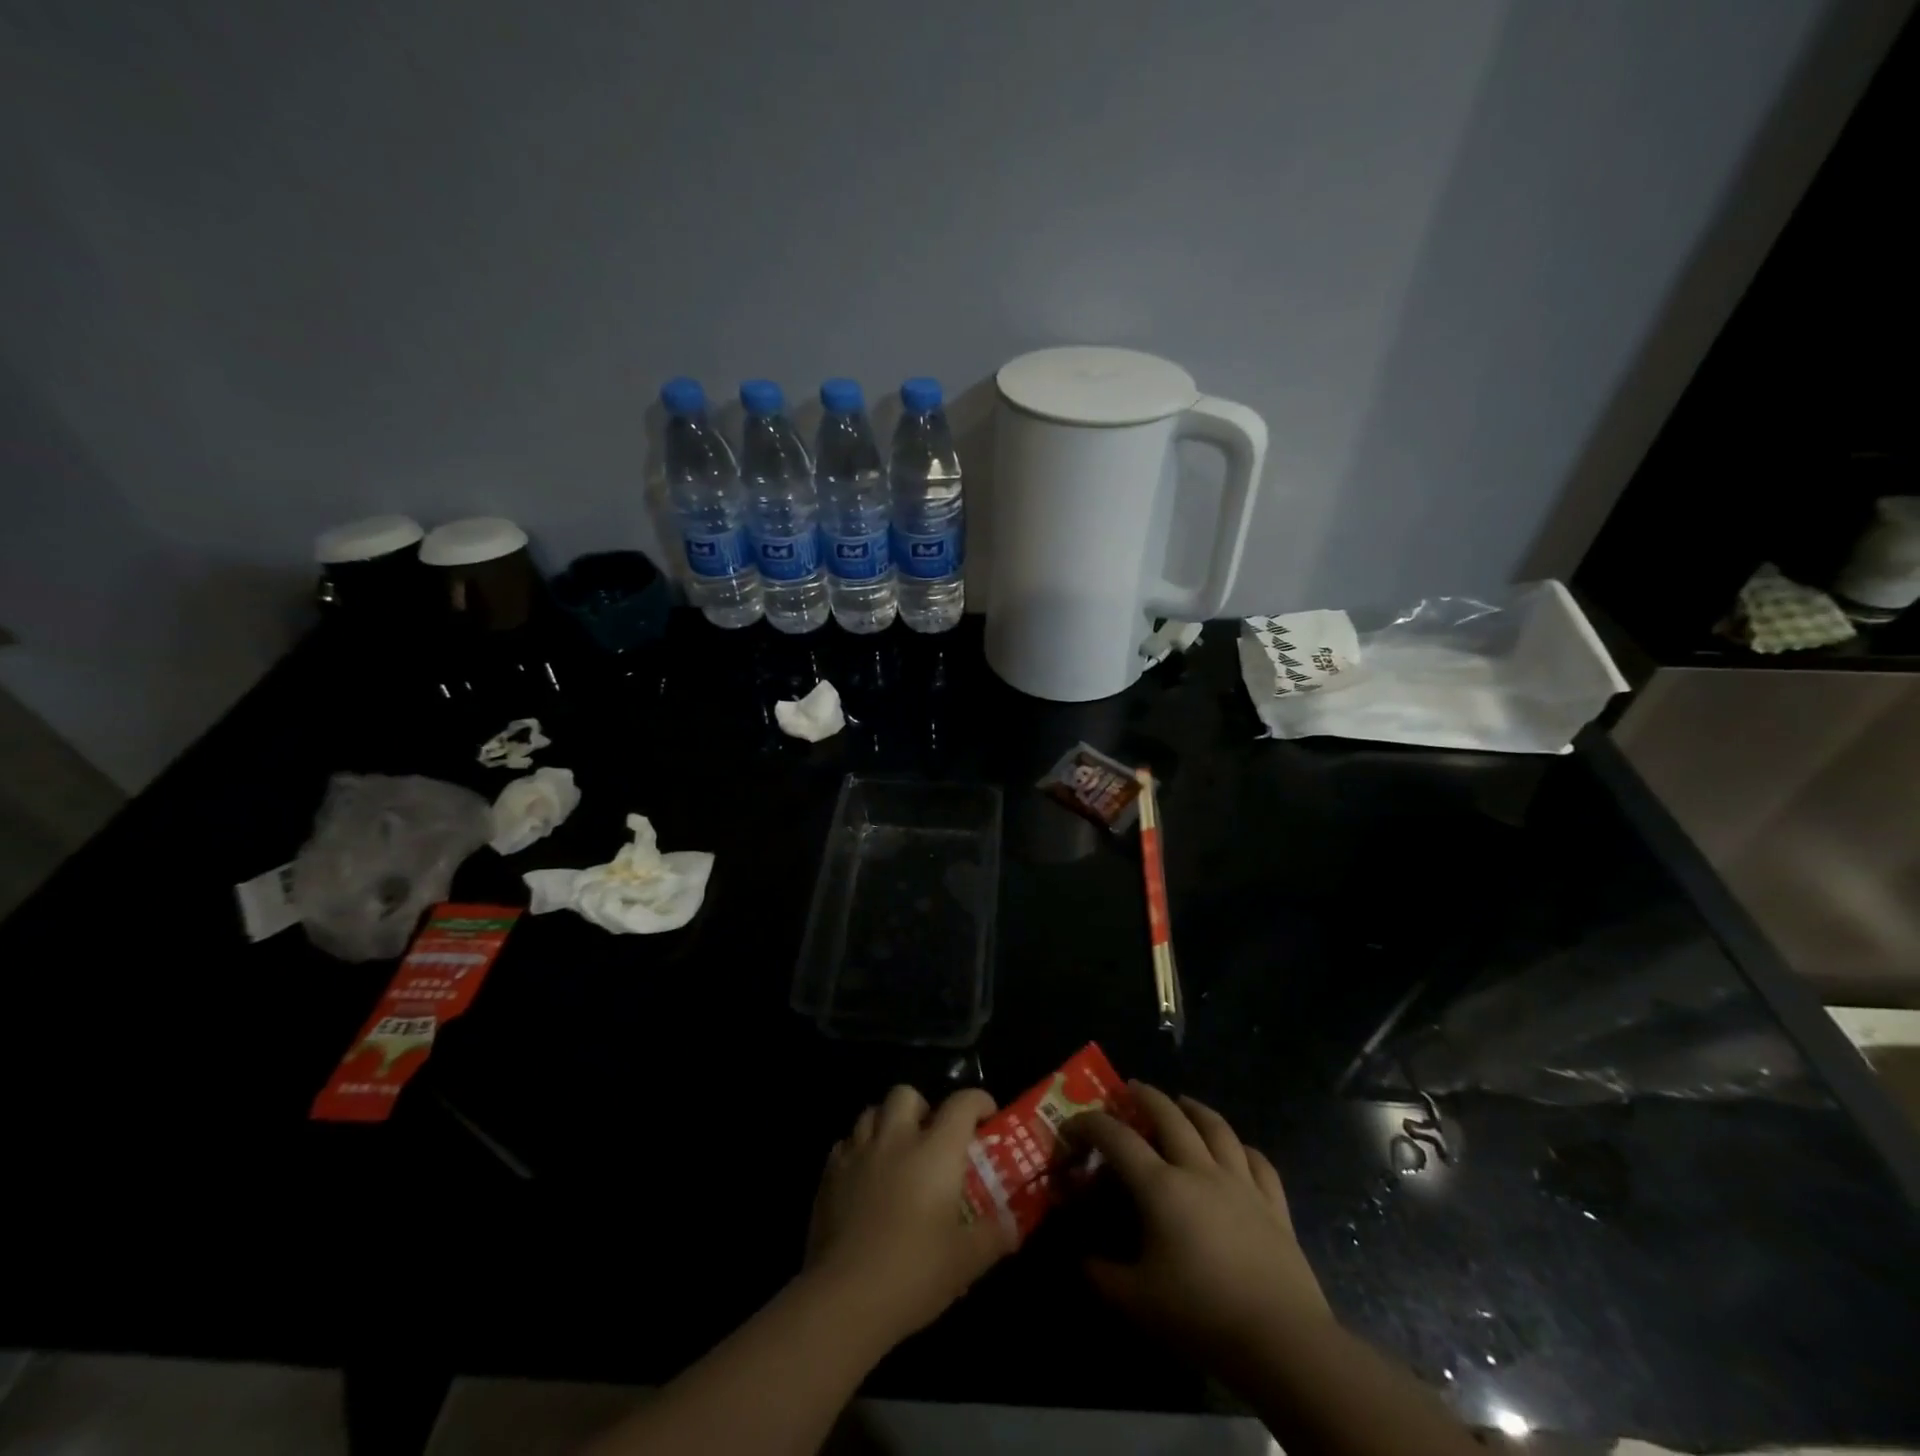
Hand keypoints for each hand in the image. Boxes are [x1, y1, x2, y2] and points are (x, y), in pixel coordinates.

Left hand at [805, 1085, 1015, 1345]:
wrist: (845, 1297)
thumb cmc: (914, 1272)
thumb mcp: (966, 1261)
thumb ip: (993, 1236)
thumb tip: (1014, 1225)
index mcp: (935, 1151)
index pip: (961, 1104)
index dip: (978, 1101)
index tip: (987, 1115)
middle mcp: (896, 1139)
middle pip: (906, 1094)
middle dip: (921, 1106)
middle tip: (931, 1135)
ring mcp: (858, 1154)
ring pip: (871, 1112)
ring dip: (886, 1123)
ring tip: (895, 1151)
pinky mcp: (829, 1175)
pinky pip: (845, 1144)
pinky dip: (858, 1151)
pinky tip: (864, 1177)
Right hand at [1068, 1082, 1331, 1372]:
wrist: (1283, 1342)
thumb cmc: (1202, 1316)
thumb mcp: (1138, 1302)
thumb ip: (1104, 1276)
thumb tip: (1083, 1261)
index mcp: (1161, 1187)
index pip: (1117, 1139)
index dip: (1090, 1124)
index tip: (1073, 1124)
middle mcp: (1200, 1171)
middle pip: (1170, 1117)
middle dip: (1147, 1096)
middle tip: (1132, 1088)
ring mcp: (1242, 1184)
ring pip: (1218, 1129)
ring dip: (1196, 1109)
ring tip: (1184, 1101)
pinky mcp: (1275, 1206)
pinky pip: (1259, 1162)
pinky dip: (1244, 1148)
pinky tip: (1239, 1149)